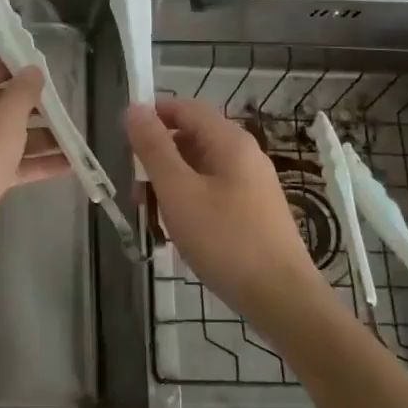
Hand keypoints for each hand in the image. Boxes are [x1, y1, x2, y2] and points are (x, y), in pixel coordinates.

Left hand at [0, 58, 69, 264]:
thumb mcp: (7, 115)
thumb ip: (24, 90)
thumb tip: (33, 71)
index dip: (17, 69)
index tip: (46, 73)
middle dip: (33, 109)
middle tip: (64, 109)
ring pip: (4, 137)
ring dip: (38, 138)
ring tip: (73, 139)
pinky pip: (5, 163)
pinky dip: (31, 163)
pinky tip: (67, 165)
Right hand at [126, 98, 328, 323]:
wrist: (282, 299)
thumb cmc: (225, 240)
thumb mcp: (178, 192)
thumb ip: (153, 148)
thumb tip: (134, 108)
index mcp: (230, 142)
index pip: (185, 108)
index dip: (153, 115)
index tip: (125, 141)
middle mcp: (245, 155)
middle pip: (191, 138)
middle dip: (158, 158)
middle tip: (137, 192)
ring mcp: (253, 184)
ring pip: (200, 168)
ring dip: (171, 184)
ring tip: (154, 219)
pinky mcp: (255, 211)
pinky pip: (213, 191)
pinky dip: (190, 202)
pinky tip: (181, 232)